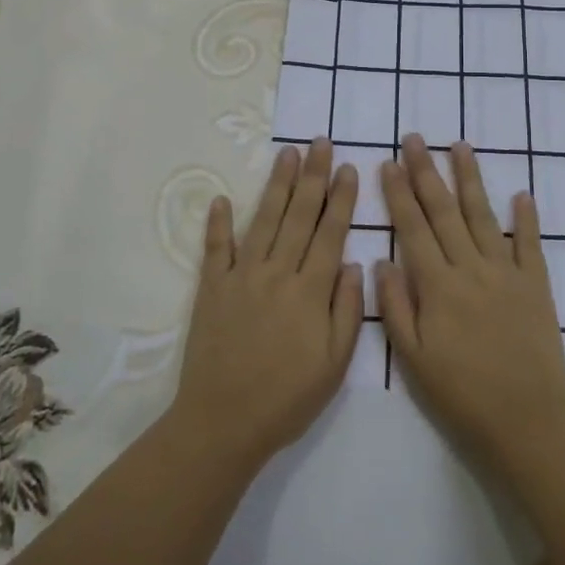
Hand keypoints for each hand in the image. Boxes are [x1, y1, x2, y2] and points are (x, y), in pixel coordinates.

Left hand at [173, 139, 364, 469]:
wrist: (223, 423)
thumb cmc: (287, 398)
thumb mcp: (334, 365)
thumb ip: (347, 311)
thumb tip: (353, 263)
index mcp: (310, 291)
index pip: (330, 233)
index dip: (341, 198)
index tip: (348, 167)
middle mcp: (277, 273)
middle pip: (299, 215)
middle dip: (313, 176)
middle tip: (320, 142)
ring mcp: (241, 276)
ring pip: (264, 220)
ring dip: (277, 185)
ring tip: (288, 153)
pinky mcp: (212, 288)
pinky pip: (216, 248)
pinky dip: (219, 222)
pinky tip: (223, 198)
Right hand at [377, 135, 564, 470]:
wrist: (527, 421)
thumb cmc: (462, 394)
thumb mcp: (414, 359)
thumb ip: (396, 307)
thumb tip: (380, 260)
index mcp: (438, 286)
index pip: (413, 228)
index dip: (399, 194)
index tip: (388, 163)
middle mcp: (471, 268)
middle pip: (444, 211)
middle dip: (426, 172)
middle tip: (414, 138)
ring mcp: (506, 273)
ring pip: (483, 216)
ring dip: (470, 179)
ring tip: (459, 146)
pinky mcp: (535, 285)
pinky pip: (530, 244)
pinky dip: (526, 218)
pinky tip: (521, 193)